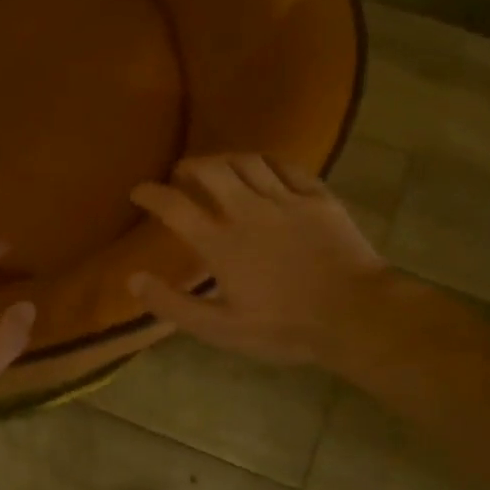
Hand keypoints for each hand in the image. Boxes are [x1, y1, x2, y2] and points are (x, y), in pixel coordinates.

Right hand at [130, 154, 384, 367]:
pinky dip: (267, 162)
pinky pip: (287, 166)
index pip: (174, 206)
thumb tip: (134, 280)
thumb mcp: (220, 330)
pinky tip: (263, 168)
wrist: (355, 315)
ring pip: (248, 161)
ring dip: (225, 159)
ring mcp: (286, 200)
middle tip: (181, 174)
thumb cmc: (283, 327)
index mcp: (221, 243)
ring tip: (218, 167)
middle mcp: (248, 211)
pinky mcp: (318, 197)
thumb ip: (173, 304)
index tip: (138, 191)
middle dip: (189, 166)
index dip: (150, 194)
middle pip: (211, 169)